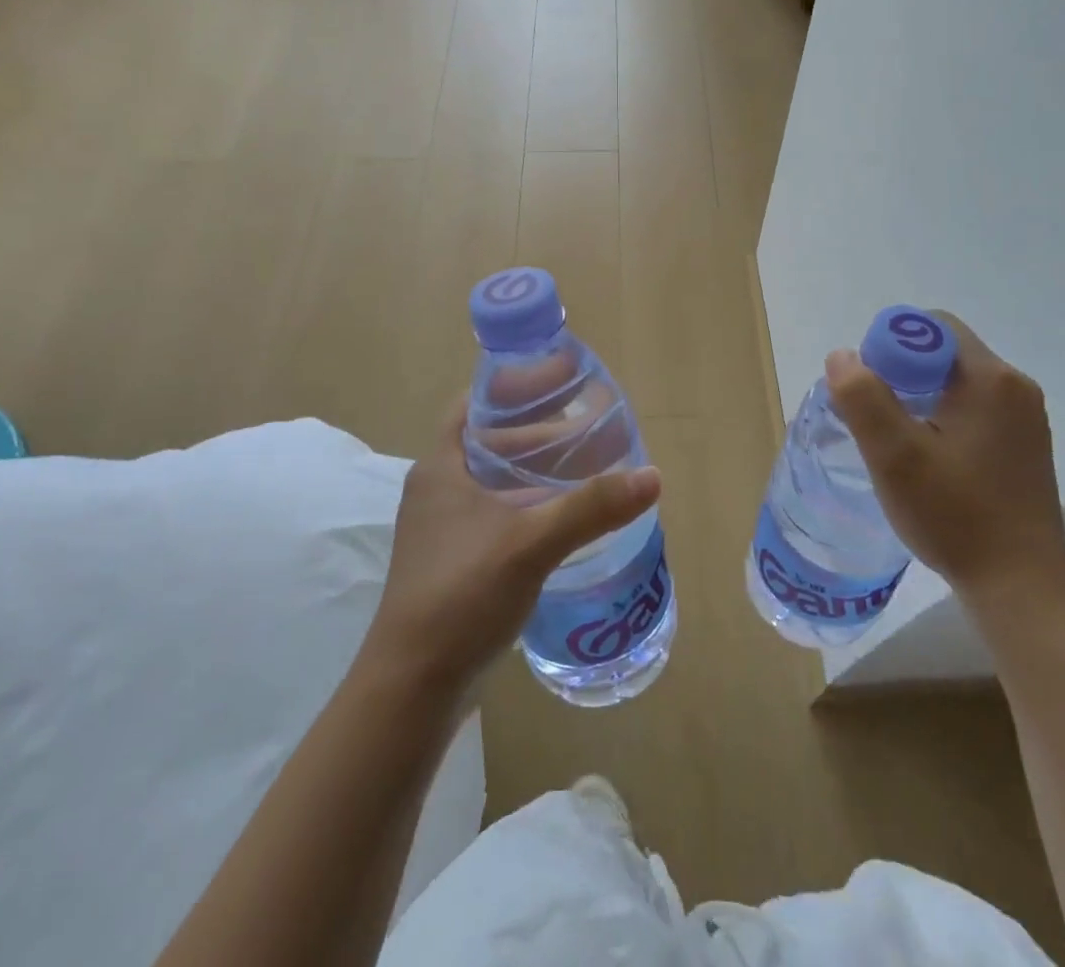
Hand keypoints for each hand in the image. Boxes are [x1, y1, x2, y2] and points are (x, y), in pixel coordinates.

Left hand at [367, 397, 659, 691]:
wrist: (411, 689)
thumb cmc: (460, 596)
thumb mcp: (530, 543)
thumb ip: (591, 508)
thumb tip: (652, 476)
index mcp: (442, 467)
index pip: (475, 403)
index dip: (514, 384)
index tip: (558, 375)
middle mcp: (439, 489)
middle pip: (491, 440)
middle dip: (537, 428)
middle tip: (587, 420)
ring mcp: (445, 528)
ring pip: (497, 480)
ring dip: (537, 469)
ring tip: (587, 462)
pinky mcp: (457, 561)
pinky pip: (499, 513)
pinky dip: (531, 503)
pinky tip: (566, 516)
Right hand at [826, 311, 1064, 609]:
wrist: (1022, 587)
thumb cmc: (955, 516)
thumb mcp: (895, 456)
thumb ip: (863, 398)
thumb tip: (842, 355)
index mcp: (991, 378)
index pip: (932, 326)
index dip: (891, 346)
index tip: (870, 390)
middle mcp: (1015, 387)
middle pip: (943, 352)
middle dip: (901, 373)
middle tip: (875, 418)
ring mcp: (1025, 418)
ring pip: (956, 382)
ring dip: (919, 398)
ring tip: (896, 441)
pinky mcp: (1024, 445)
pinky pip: (973, 409)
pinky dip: (942, 418)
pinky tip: (927, 458)